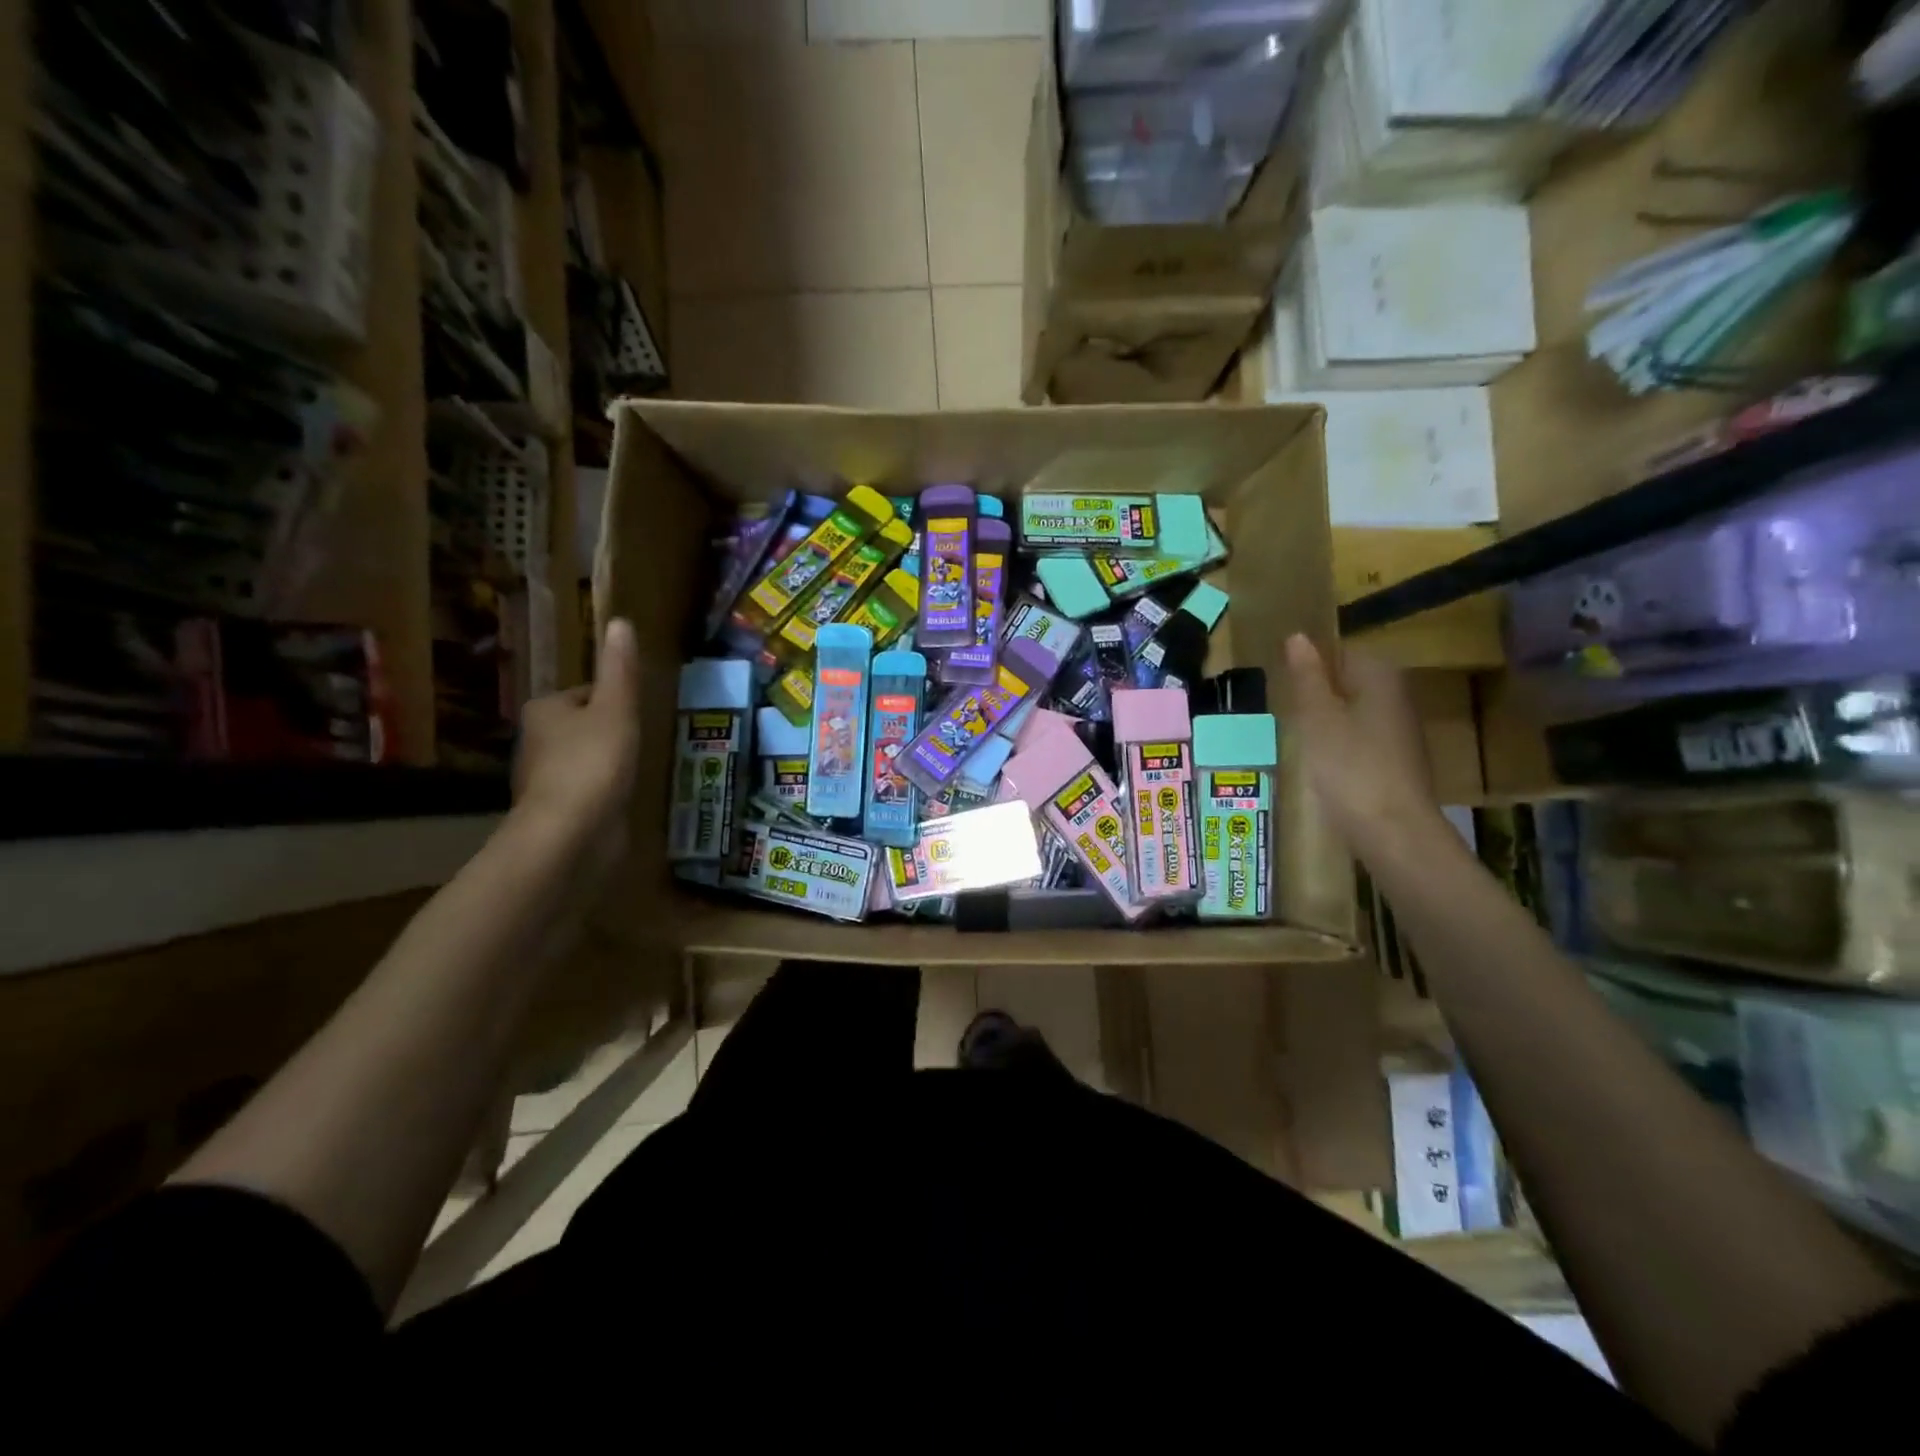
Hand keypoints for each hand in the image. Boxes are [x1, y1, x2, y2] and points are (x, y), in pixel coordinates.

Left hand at [513, 619, 642, 856]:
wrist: (570, 834)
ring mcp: (544, 780)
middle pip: (583, 726)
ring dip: (607, 764)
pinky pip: (586, 791)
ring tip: (637, 770)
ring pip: (584, 759)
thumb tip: (620, 622)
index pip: (586, 694)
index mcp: (544, 710)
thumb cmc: (594, 763)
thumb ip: (620, 670)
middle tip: (643, 742)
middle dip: (611, 733)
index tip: (639, 714)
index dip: (616, 701)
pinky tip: (623, 799)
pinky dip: (603, 792)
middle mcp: (535, 741)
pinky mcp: (557, 812)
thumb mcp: (616, 709)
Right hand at [1285, 634, 1443, 857]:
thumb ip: (1307, 676)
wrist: (1392, 830)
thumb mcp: (1317, 717)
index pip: (1339, 652)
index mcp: (1379, 676)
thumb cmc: (1349, 765)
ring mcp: (1399, 730)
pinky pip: (1359, 739)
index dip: (1309, 667)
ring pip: (1351, 713)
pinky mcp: (1395, 760)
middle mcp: (1396, 695)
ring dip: (1325, 723)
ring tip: (1298, 740)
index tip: (1284, 688)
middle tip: (1287, 715)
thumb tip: (1299, 637)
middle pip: (1347, 683)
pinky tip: (1321, 765)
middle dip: (1316, 696)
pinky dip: (1338, 747)